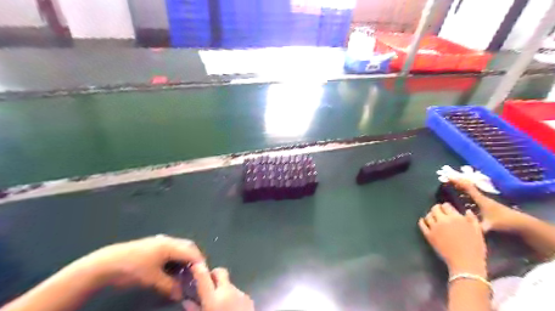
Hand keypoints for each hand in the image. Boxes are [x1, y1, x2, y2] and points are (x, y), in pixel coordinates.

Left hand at [71, 236, 204, 300]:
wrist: (106, 263)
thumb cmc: (133, 269)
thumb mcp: (152, 280)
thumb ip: (169, 286)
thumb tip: (181, 294)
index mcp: (170, 245)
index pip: (192, 252)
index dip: (199, 263)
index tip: (202, 275)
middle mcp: (168, 240)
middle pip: (188, 247)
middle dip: (194, 259)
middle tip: (196, 273)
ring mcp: (160, 242)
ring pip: (179, 248)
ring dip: (184, 259)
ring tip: (184, 273)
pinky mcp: (153, 246)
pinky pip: (171, 250)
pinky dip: (175, 259)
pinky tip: (171, 269)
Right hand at [187, 264, 253, 309]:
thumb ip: (194, 310)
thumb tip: (186, 301)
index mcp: (213, 299)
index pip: (204, 277)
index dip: (199, 268)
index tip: (195, 265)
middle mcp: (227, 291)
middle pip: (220, 272)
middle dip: (214, 274)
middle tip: (209, 284)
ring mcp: (240, 293)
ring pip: (228, 284)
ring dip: (223, 289)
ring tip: (221, 305)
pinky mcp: (248, 298)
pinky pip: (237, 293)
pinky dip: (232, 297)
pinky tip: (231, 309)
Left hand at [418, 204, 485, 276]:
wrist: (465, 263)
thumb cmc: (475, 248)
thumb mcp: (478, 232)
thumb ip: (472, 219)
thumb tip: (467, 211)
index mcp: (456, 218)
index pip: (446, 206)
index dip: (446, 206)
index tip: (446, 209)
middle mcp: (443, 220)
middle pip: (435, 209)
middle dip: (437, 209)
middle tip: (439, 212)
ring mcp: (434, 227)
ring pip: (428, 216)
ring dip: (430, 215)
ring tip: (433, 217)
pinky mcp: (428, 235)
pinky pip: (422, 225)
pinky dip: (422, 222)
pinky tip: (424, 222)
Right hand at [450, 177, 525, 232]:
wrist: (521, 223)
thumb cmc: (505, 222)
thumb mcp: (490, 225)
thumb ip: (477, 227)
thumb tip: (465, 228)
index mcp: (481, 200)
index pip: (468, 188)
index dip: (458, 182)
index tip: (448, 177)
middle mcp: (481, 197)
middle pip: (468, 186)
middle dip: (457, 181)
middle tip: (446, 178)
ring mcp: (484, 200)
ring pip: (470, 190)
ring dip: (461, 185)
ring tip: (450, 183)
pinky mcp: (485, 203)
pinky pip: (471, 194)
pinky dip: (465, 190)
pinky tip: (460, 193)